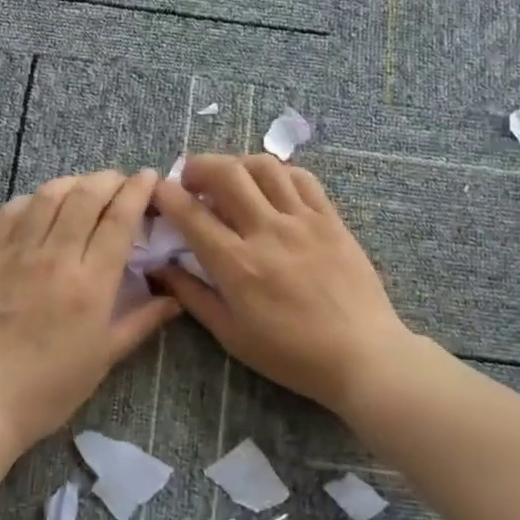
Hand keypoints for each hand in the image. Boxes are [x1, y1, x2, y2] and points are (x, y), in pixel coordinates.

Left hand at [0, 169, 180, 450]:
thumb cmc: (49, 388)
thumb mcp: (104, 357)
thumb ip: (142, 321)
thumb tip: (175, 298)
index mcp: (90, 284)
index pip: (119, 218)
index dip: (138, 190)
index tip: (149, 177)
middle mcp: (55, 257)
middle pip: (86, 195)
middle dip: (110, 179)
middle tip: (122, 182)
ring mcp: (17, 253)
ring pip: (49, 194)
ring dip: (74, 182)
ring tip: (86, 188)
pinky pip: (11, 211)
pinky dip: (33, 199)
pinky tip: (42, 207)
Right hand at [150, 154, 412, 414]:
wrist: (362, 356)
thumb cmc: (291, 354)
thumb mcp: (231, 334)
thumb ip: (193, 296)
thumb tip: (161, 268)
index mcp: (238, 265)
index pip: (192, 214)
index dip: (167, 195)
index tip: (158, 192)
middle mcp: (268, 232)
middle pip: (227, 174)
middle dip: (198, 166)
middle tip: (190, 180)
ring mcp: (303, 221)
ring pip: (265, 166)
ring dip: (237, 164)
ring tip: (230, 180)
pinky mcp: (331, 219)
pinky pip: (302, 178)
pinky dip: (278, 172)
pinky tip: (270, 186)